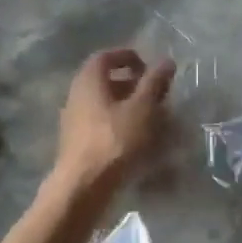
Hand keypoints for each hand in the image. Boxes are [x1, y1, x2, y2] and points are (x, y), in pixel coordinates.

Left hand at [52, 48, 176, 195]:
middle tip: (156, 95)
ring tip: (154, 120)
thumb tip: (166, 61)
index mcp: (89, 80)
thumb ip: (154, 82)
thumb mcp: (142, 108)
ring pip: (105, 104)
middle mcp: (77, 94)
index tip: (150, 69)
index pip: (107, 56)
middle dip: (134, 85)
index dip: (130, 58)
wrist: (84, 186)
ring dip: (129, 106)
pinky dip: (120, 124)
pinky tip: (138, 140)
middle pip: (106, 80)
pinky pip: (102, 123)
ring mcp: (74, 119)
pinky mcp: (77, 141)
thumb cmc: (115, 140)